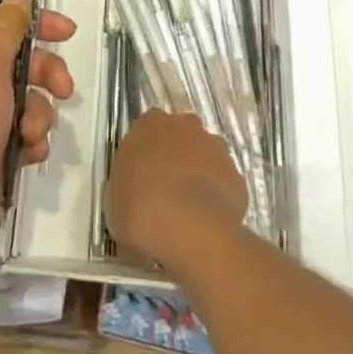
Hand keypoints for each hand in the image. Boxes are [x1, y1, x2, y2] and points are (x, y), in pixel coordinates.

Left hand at [0, 0, 75, 284]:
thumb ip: (5, 28)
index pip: (5, 23)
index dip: (37, 23)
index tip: (68, 33)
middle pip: (22, 62)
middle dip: (46, 73)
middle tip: (63, 89)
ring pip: (29, 101)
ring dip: (40, 114)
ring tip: (31, 135)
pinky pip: (25, 137)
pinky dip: (32, 143)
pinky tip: (29, 156)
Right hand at [104, 110, 247, 270]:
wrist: (192, 230)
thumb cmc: (142, 209)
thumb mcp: (116, 200)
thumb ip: (126, 188)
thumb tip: (133, 198)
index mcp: (150, 124)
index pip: (146, 130)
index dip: (145, 154)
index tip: (141, 179)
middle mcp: (184, 125)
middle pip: (179, 137)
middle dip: (175, 158)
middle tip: (165, 192)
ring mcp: (215, 148)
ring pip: (205, 157)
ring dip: (198, 175)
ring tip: (188, 211)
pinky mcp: (236, 175)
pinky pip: (223, 184)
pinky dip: (217, 197)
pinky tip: (207, 223)